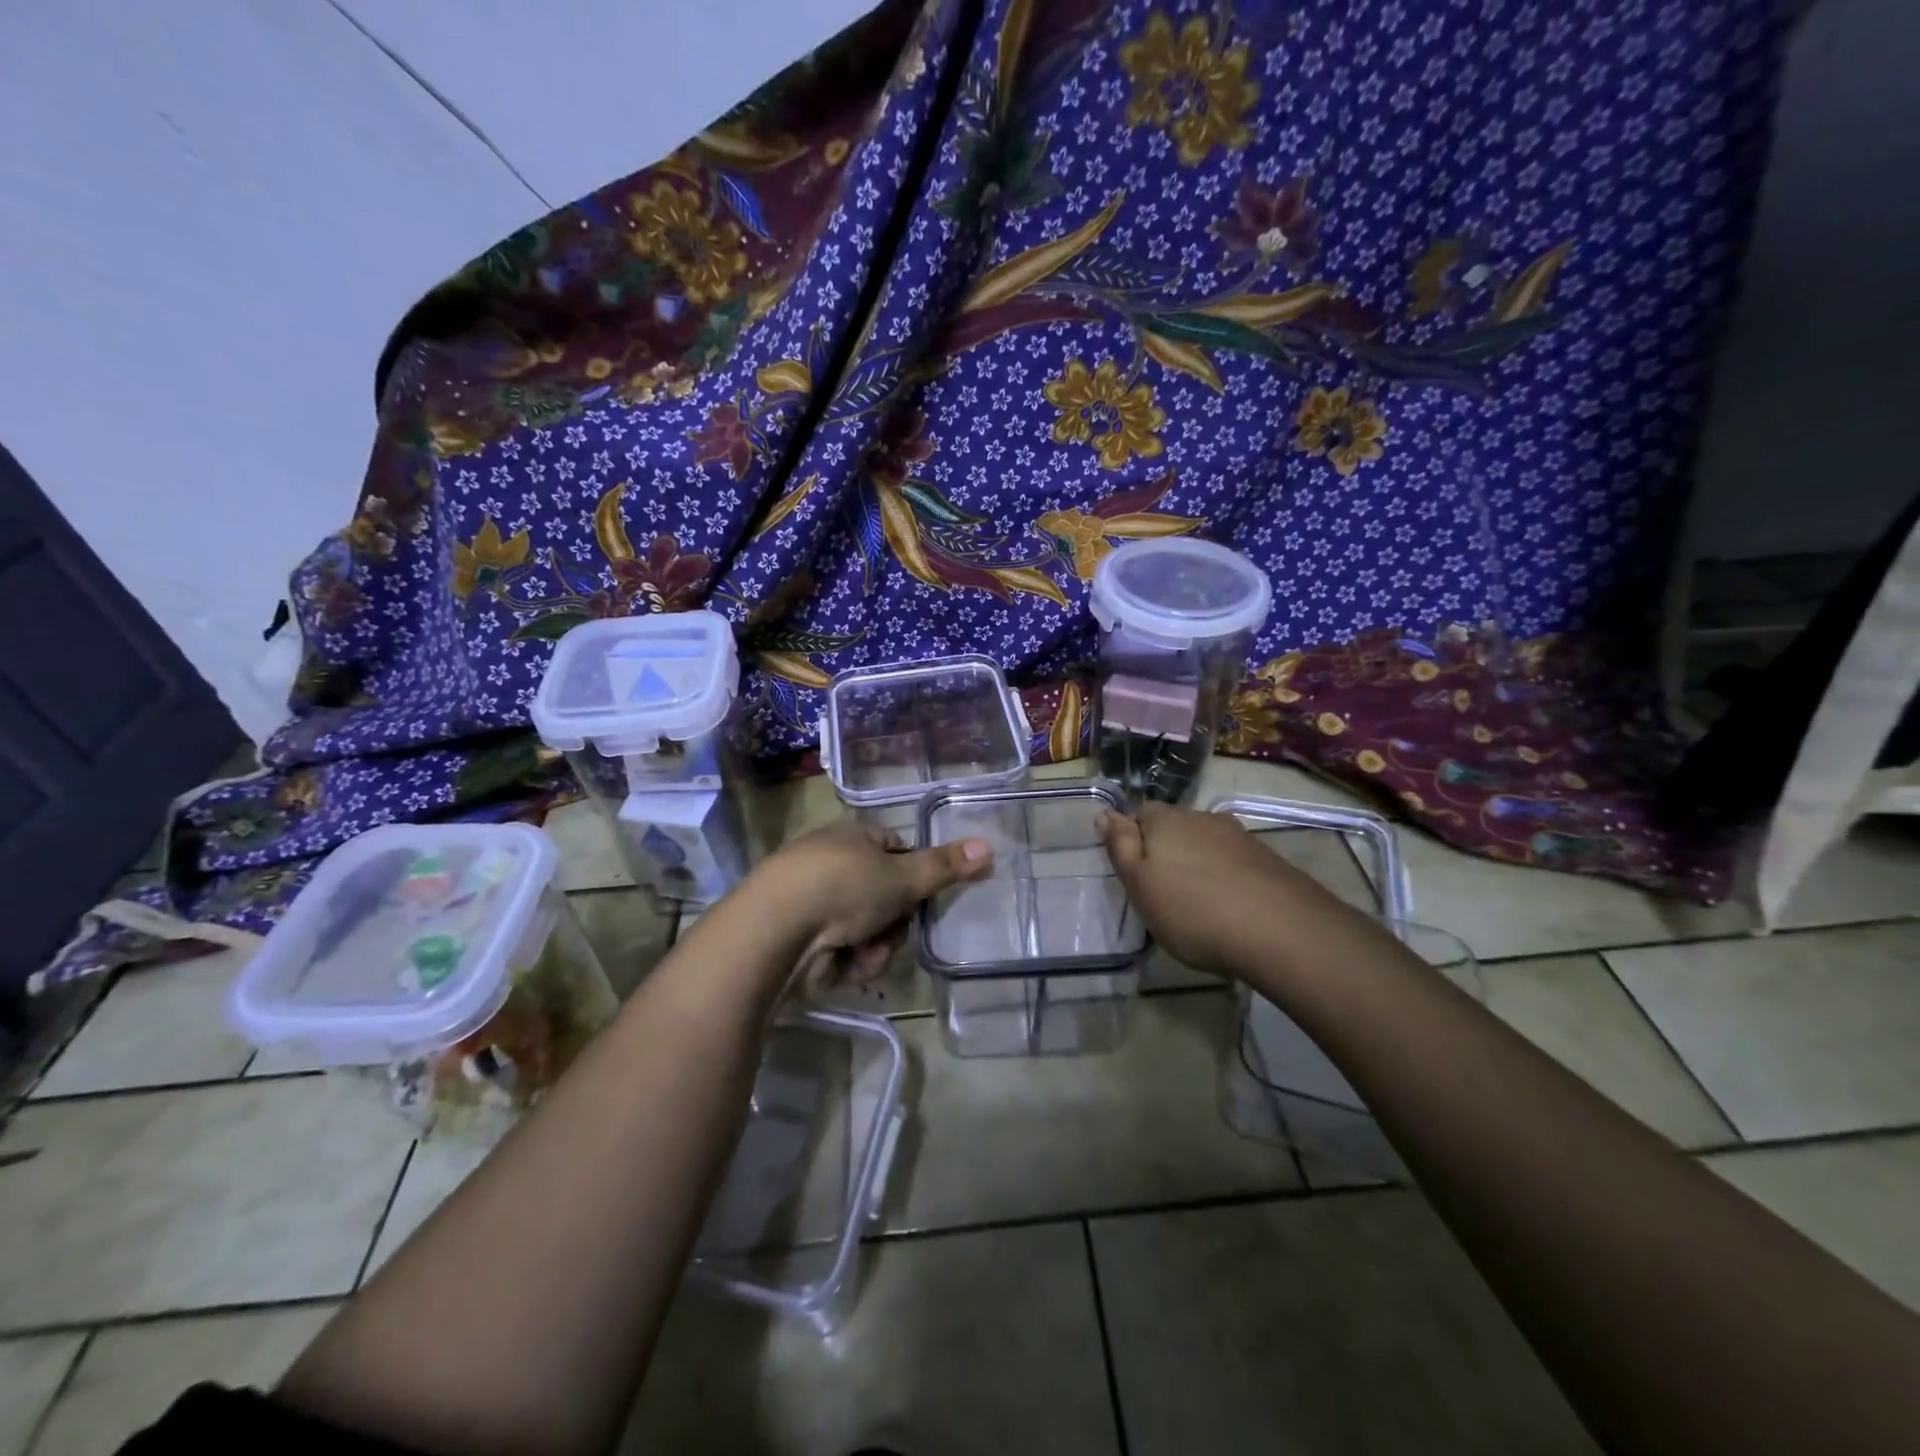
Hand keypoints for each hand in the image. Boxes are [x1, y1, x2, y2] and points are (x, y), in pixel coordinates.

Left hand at [760, 820, 992, 995]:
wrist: (774, 933)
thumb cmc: (842, 888)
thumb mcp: (902, 876)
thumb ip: (946, 866)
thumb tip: (990, 846)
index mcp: (853, 837)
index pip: (898, 850)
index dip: (914, 875)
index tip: (921, 895)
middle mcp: (833, 864)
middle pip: (888, 898)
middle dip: (894, 923)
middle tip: (889, 928)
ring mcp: (815, 903)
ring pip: (870, 931)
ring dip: (874, 949)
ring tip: (860, 954)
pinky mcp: (802, 941)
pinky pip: (845, 953)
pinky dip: (848, 963)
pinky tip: (839, 967)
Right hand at [1099, 802, 1321, 978]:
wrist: (1282, 931)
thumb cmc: (1193, 910)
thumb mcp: (1139, 884)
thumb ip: (1120, 846)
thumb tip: (1105, 812)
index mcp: (1165, 820)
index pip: (1139, 813)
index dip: (1133, 839)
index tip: (1135, 873)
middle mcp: (1202, 817)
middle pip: (1174, 826)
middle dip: (1166, 849)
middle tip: (1163, 891)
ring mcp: (1239, 836)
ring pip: (1205, 842)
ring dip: (1198, 863)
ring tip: (1198, 901)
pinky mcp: (1267, 859)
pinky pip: (1234, 861)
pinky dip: (1226, 876)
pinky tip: (1230, 905)